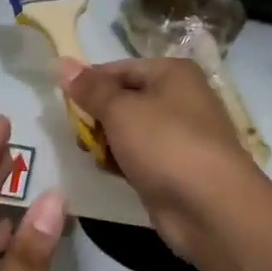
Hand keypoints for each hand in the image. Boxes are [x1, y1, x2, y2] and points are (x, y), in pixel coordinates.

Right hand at [59, 57, 269, 264]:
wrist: (210, 207)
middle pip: (124, 99)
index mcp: (172, 73)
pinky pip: (139, 157)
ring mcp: (179, 136)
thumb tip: (62, 63)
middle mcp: (180, 98)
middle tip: (77, 133)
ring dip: (107, 141)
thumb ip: (90, 89)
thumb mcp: (120, 110)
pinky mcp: (174, 168)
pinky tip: (108, 171)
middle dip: (97, 116)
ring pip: (129, 131)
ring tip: (90, 154)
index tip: (61, 101)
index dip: (89, 83)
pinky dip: (122, 162)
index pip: (119, 68)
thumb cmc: (165, 144)